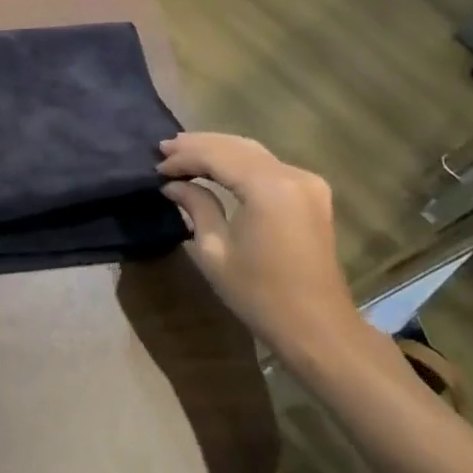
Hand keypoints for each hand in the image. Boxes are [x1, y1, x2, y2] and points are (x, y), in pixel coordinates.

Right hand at [158, 133, 369, 373]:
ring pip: (253, 152)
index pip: (217, 155)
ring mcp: (307, 182)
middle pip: (237, 146)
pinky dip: (239, 162)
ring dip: (218, 150)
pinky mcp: (312, 194)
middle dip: (199, 146)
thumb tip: (174, 185)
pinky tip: (217, 166)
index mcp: (268, 187)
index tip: (156, 167)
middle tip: (163, 149)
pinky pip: (268, 165)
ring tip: (183, 153)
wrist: (316, 326)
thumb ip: (196, 207)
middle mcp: (291, 175)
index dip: (184, 157)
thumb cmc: (259, 293)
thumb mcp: (214, 250)